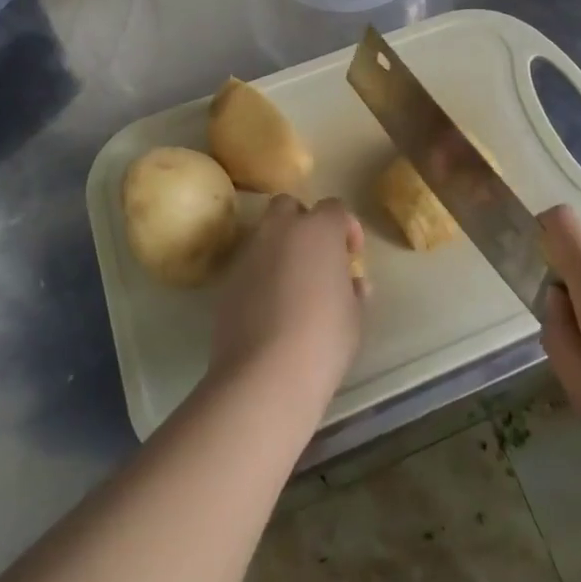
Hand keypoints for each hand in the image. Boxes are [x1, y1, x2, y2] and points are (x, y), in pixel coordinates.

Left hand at [209, 196, 365, 409]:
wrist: (265, 374)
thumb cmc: (323, 338)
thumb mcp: (354, 315)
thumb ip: (353, 289)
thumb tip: (351, 283)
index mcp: (318, 230)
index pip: (334, 208)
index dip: (346, 228)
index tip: (351, 255)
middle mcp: (280, 230)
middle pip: (289, 207)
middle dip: (302, 223)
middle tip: (316, 257)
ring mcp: (249, 253)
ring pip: (264, 234)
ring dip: (279, 248)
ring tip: (292, 285)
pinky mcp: (226, 280)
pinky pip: (248, 265)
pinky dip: (260, 275)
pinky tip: (269, 307)